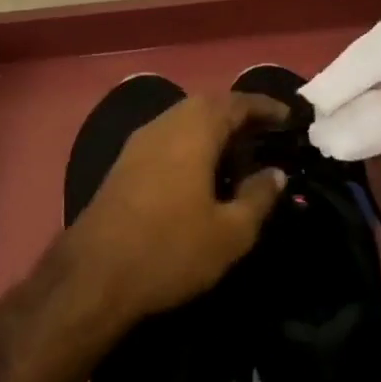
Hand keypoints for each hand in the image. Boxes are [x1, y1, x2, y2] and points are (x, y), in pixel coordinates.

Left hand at [69, 91, 289, 318]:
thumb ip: (258, 197)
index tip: (288, 118)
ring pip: (185, 121)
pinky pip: (168, 138)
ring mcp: (139, 143)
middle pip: (208, 105)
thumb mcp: (230, 232)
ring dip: (214, 130)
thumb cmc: (170, 249)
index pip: (237, 103)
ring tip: (238, 155)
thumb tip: (276, 173)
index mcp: (195, 129)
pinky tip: (202, 174)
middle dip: (239, 115)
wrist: (91, 279)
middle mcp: (166, 124)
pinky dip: (192, 144)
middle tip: (265, 135)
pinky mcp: (123, 164)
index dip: (265, 107)